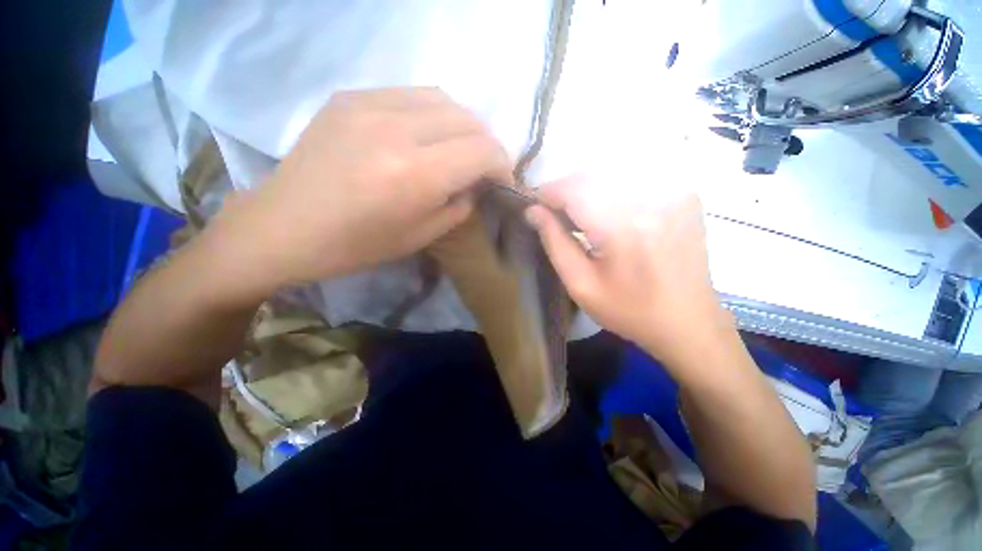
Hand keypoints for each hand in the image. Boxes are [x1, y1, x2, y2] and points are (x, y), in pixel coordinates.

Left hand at [210, 87, 513, 293]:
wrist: (286, 226)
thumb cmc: (357, 245)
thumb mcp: (422, 236)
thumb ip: (459, 205)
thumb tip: (476, 183)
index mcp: (416, 174)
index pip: (483, 150)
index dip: (502, 164)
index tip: (503, 179)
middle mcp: (397, 129)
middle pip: (468, 119)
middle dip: (487, 144)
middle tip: (483, 166)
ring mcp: (370, 104)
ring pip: (443, 99)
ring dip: (462, 125)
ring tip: (459, 149)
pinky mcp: (351, 97)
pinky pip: (411, 95)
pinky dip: (432, 114)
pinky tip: (426, 135)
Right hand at [525, 177, 731, 373]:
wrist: (688, 322)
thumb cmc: (629, 310)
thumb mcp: (581, 285)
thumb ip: (555, 243)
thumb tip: (533, 211)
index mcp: (623, 227)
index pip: (574, 189)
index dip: (548, 192)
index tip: (534, 206)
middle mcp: (652, 199)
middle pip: (592, 176)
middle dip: (565, 191)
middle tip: (552, 214)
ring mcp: (673, 192)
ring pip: (611, 174)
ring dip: (586, 190)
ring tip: (577, 216)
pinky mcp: (683, 194)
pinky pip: (634, 179)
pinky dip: (611, 190)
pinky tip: (607, 214)